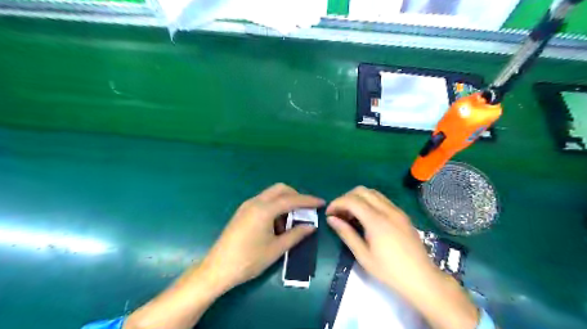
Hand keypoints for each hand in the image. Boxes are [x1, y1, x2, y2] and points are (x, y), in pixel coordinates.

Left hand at [197, 183, 325, 292]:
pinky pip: (263, 202)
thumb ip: (296, 235)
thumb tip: (311, 226)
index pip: (291, 199)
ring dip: (284, 203)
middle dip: (295, 196)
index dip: (308, 201)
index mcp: (264, 209)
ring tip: (289, 224)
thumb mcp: (276, 249)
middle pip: (280, 189)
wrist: (217, 268)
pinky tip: (275, 225)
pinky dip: (274, 207)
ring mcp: (247, 206)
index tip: (321, 202)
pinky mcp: (242, 212)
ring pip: (271, 195)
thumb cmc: (249, 260)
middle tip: (305, 211)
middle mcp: (255, 202)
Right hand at [326, 186, 429, 295]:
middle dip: (346, 198)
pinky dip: (369, 202)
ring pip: (372, 192)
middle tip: (339, 213)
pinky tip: (366, 217)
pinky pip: (382, 199)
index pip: (352, 200)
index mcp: (376, 221)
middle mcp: (387, 210)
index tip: (329, 214)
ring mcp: (397, 210)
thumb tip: (331, 219)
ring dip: (358, 198)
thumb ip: (346, 234)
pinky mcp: (402, 214)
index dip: (337, 203)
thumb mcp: (363, 256)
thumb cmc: (389, 271)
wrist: (422, 278)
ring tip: (351, 215)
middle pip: (361, 191)